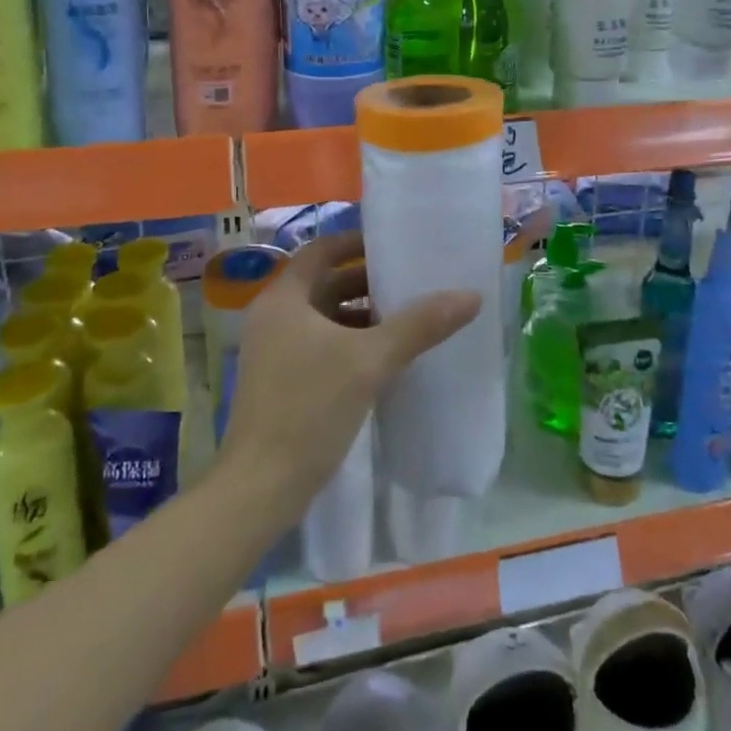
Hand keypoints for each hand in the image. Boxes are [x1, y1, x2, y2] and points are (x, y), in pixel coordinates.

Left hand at [217, 233, 480, 516]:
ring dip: (361, 316)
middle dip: (366, 282)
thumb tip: (470, 295)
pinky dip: (350, 343)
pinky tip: (384, 359)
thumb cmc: (309, 408)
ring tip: (406, 320)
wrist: (260, 488)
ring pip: (324, 318)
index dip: (356, 243)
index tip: (393, 246)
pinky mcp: (281, 382)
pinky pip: (320, 346)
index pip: (321, 250)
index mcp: (283, 298)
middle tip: (410, 283)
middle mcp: (273, 317)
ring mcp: (274, 351)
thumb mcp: (369, 361)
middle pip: (324, 284)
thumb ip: (419, 325)